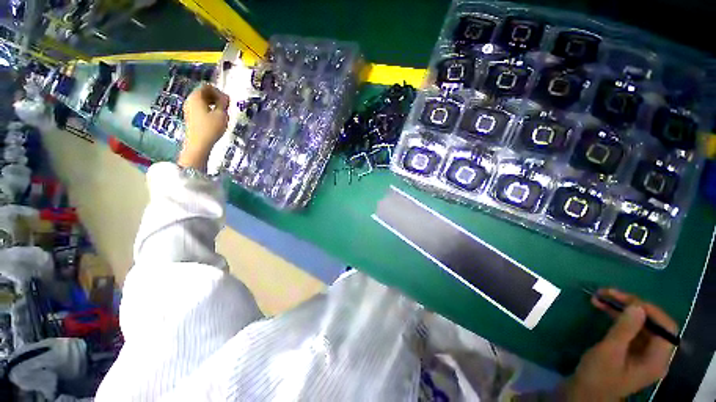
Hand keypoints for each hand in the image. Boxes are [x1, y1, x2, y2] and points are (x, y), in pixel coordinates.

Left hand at [178, 85, 229, 169]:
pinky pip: (200, 108)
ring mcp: (189, 109)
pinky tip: (216, 118)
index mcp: (196, 97)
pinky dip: (209, 109)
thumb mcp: (221, 115)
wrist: (199, 144)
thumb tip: (225, 97)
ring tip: (223, 112)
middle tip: (227, 106)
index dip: (219, 91)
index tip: (228, 100)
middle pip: (204, 93)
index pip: (207, 87)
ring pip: (202, 101)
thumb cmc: (211, 128)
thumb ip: (223, 104)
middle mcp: (190, 100)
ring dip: (213, 104)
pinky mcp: (191, 117)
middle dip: (216, 97)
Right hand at [565, 289, 676, 400]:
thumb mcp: (609, 352)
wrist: (585, 392)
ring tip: (601, 297)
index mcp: (656, 360)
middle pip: (652, 323)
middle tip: (608, 293)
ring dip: (622, 309)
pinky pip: (630, 328)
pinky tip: (603, 308)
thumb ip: (624, 330)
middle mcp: (655, 355)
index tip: (626, 299)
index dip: (650, 311)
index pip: (666, 328)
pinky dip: (618, 316)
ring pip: (640, 323)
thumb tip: (637, 306)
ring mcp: (643, 352)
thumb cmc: (598, 375)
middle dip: (632, 306)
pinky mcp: (632, 350)